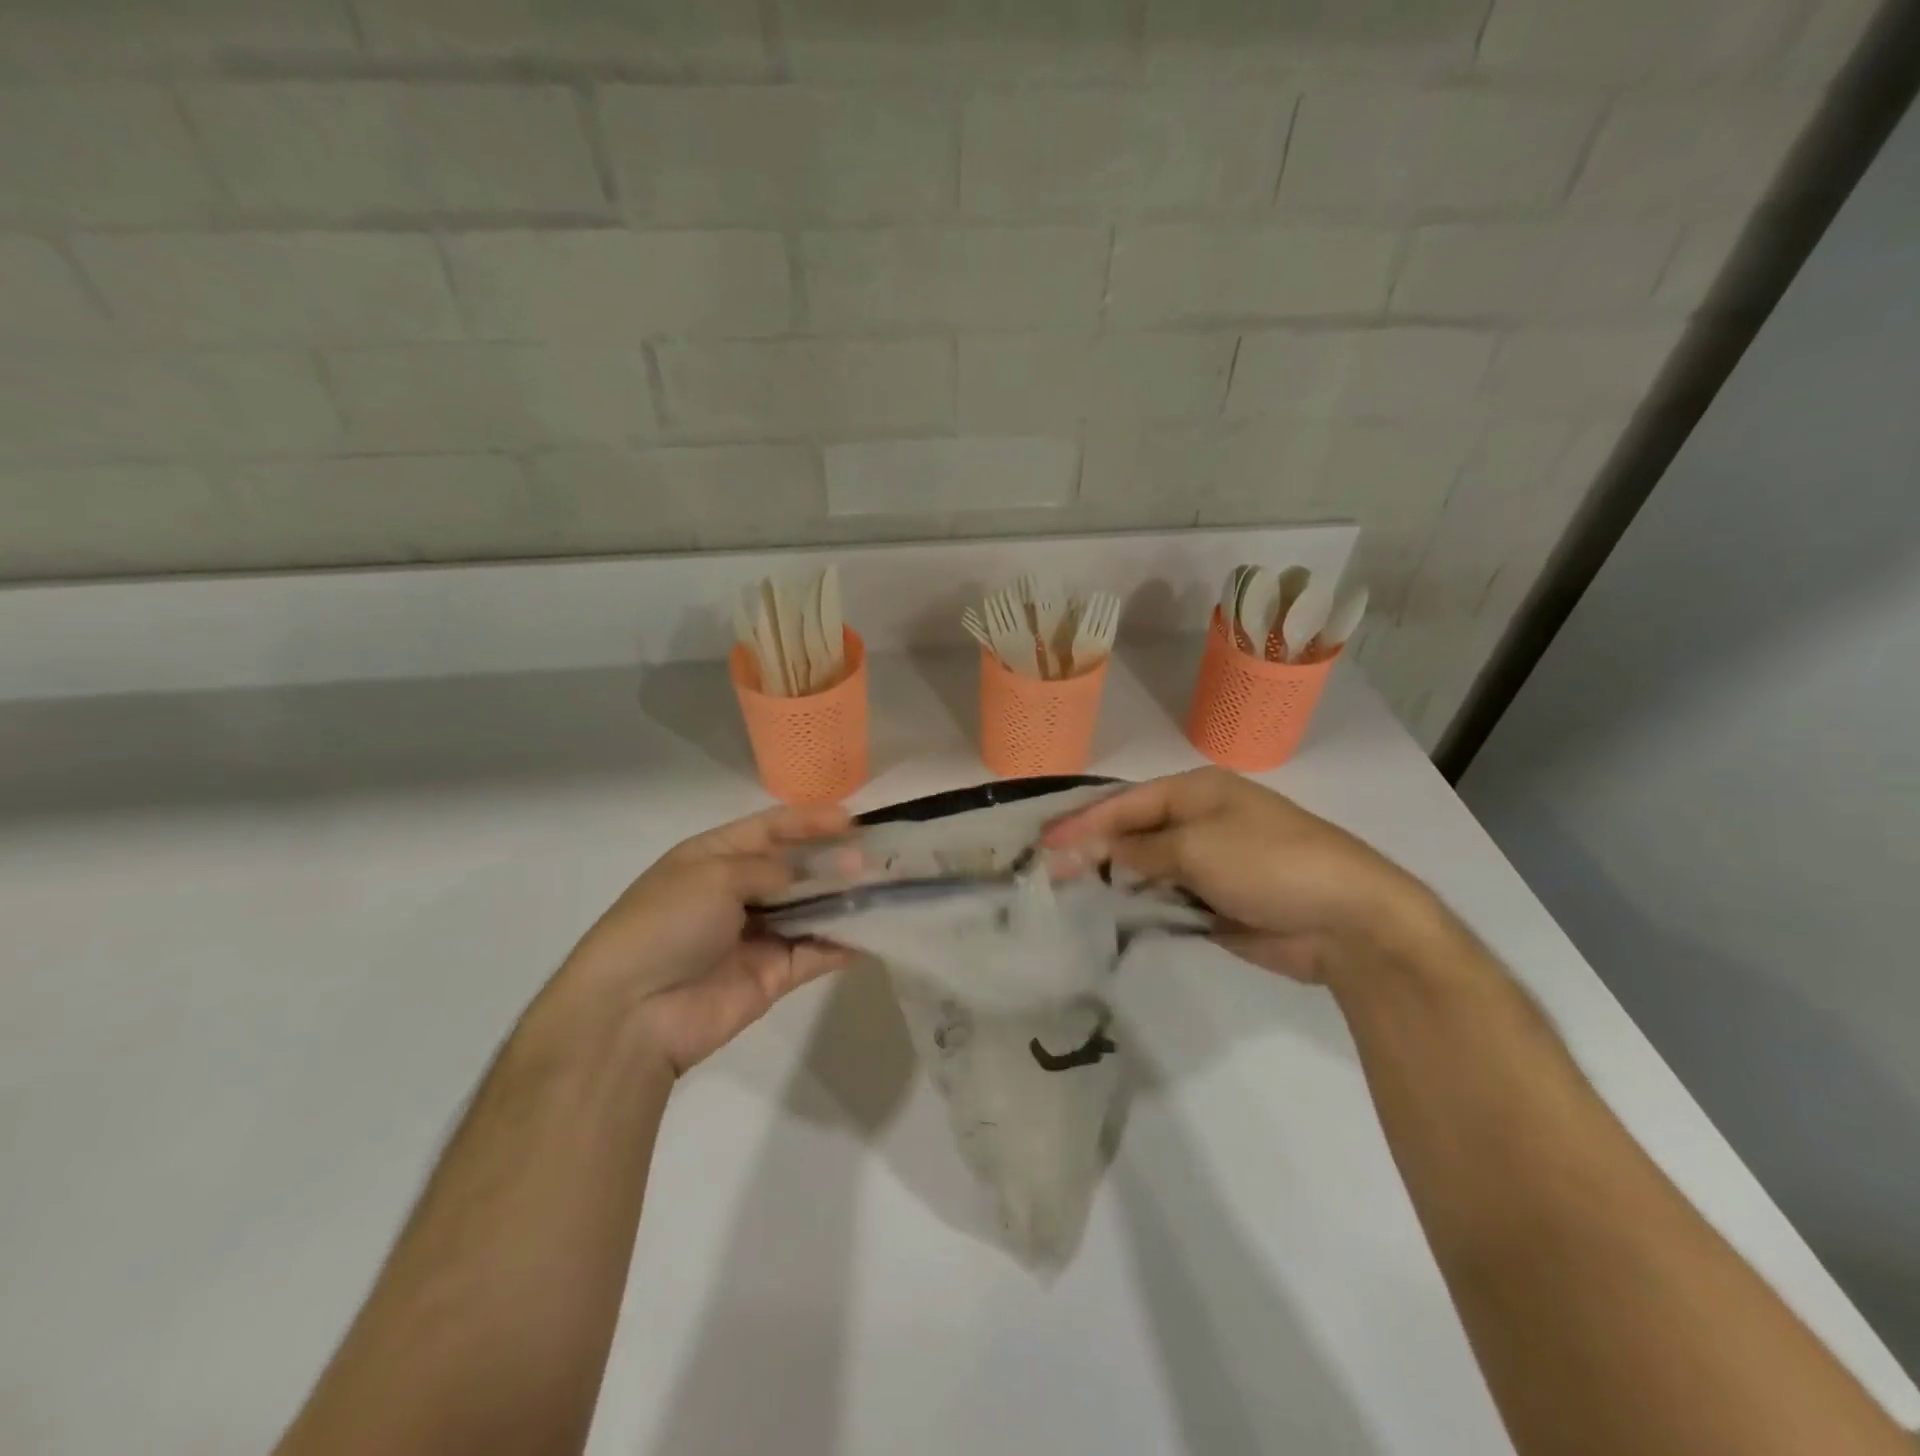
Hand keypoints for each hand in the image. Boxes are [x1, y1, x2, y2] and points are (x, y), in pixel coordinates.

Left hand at [561, 803, 855, 1075]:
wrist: (633, 1012)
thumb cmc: (667, 924)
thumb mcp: (714, 875)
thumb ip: (771, 869)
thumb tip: (810, 875)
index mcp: (713, 858)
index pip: (769, 829)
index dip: (808, 821)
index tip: (851, 820)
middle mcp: (737, 892)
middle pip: (795, 869)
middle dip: (833, 860)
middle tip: (874, 858)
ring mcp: (757, 934)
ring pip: (810, 908)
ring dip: (843, 899)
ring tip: (884, 888)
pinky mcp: (774, 975)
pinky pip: (815, 952)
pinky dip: (842, 942)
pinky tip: (874, 930)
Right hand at [1043, 768, 1436, 982]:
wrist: (1349, 921)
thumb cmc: (1270, 864)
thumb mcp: (1199, 848)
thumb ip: (1142, 849)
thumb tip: (1103, 851)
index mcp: (1197, 792)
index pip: (1126, 803)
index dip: (1083, 822)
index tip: (1044, 843)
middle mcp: (1198, 821)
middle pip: (1132, 832)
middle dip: (1092, 849)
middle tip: (1047, 870)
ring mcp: (1208, 863)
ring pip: (1145, 867)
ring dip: (1112, 879)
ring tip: (1066, 894)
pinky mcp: (1215, 901)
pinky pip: (1165, 898)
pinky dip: (1138, 906)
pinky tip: (1108, 915)